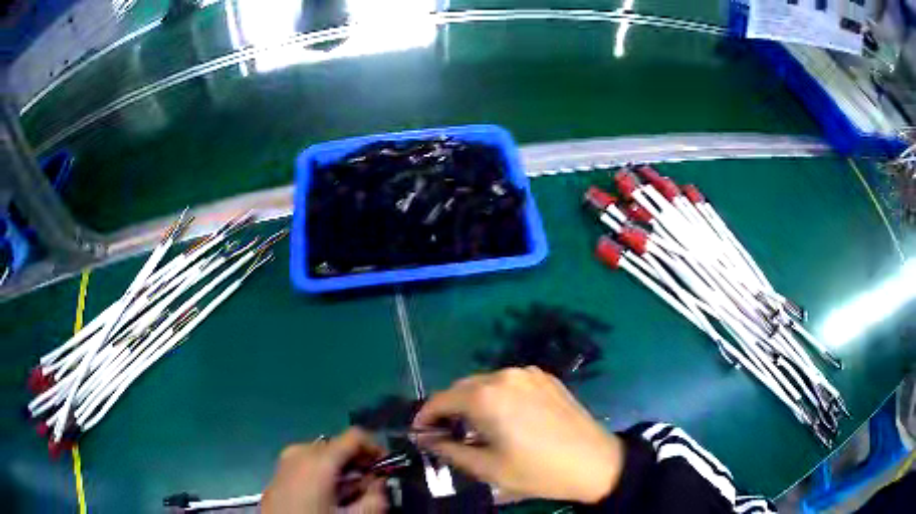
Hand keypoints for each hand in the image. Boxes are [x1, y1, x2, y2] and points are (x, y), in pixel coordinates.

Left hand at [262, 429, 387, 512]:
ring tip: (347, 494)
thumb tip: (381, 484)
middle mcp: (300, 451)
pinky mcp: (278, 470)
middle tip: (369, 486)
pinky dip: (323, 472)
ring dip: (341, 469)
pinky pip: (307, 462)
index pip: (355, 435)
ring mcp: (286, 460)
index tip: (386, 467)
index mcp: (319, 459)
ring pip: (323, 454)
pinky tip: (326, 494)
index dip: (376, 448)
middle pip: (339, 445)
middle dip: (358, 462)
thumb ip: (375, 498)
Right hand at [413, 367, 624, 503]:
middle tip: (445, 434)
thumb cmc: (538, 471)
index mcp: (487, 397)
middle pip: (463, 388)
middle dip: (449, 409)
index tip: (419, 432)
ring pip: (486, 384)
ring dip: (473, 402)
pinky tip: (504, 418)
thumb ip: (450, 450)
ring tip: (475, 429)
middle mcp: (505, 376)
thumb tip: (426, 439)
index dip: (426, 415)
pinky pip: (509, 383)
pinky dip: (497, 397)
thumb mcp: (488, 468)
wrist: (595, 462)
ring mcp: (529, 374)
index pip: (442, 399)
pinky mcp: (546, 378)